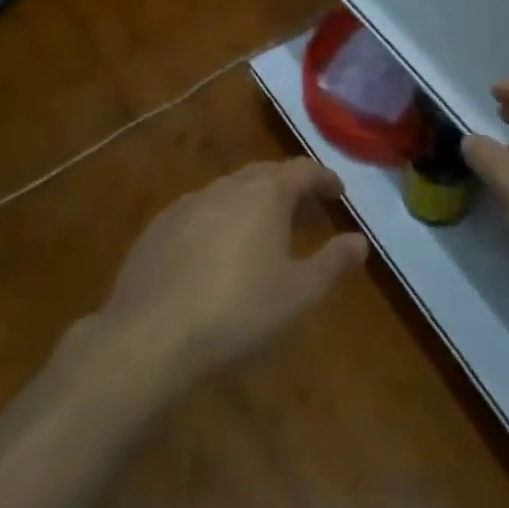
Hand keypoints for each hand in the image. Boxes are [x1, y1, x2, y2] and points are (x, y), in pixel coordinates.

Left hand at [96, 158, 368, 384]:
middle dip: (289, 188)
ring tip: (264, 232)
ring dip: (253, 202)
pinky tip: (217, 252)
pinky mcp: (158, 228)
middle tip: (305, 213)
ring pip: (230, 190)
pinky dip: (220, 220)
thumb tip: (360, 241)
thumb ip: (333, 263)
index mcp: (265, 194)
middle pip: (265, 174)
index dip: (323, 178)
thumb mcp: (298, 294)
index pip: (302, 170)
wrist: (148, 338)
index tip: (338, 193)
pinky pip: (200, 211)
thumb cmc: (236, 313)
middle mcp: (227, 187)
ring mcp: (188, 204)